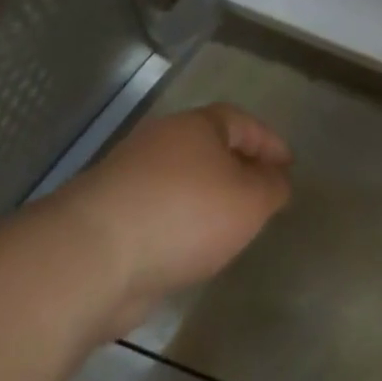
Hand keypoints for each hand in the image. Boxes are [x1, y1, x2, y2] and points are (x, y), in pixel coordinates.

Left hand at [48, 104, 292, 334]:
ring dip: (207, 199)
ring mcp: (128, 179)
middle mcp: (159, 143)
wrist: (93, 258)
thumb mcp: (251, 200)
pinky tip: (193, 249)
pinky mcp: (109, 217)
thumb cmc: (186, 214)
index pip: (240, 121)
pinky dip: (181, 224)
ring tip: (231, 227)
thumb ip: (272, 187)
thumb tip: (275, 180)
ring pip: (182, 181)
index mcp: (195, 126)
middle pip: (207, 148)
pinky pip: (160, 211)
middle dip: (237, 168)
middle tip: (261, 194)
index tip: (288, 166)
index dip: (268, 142)